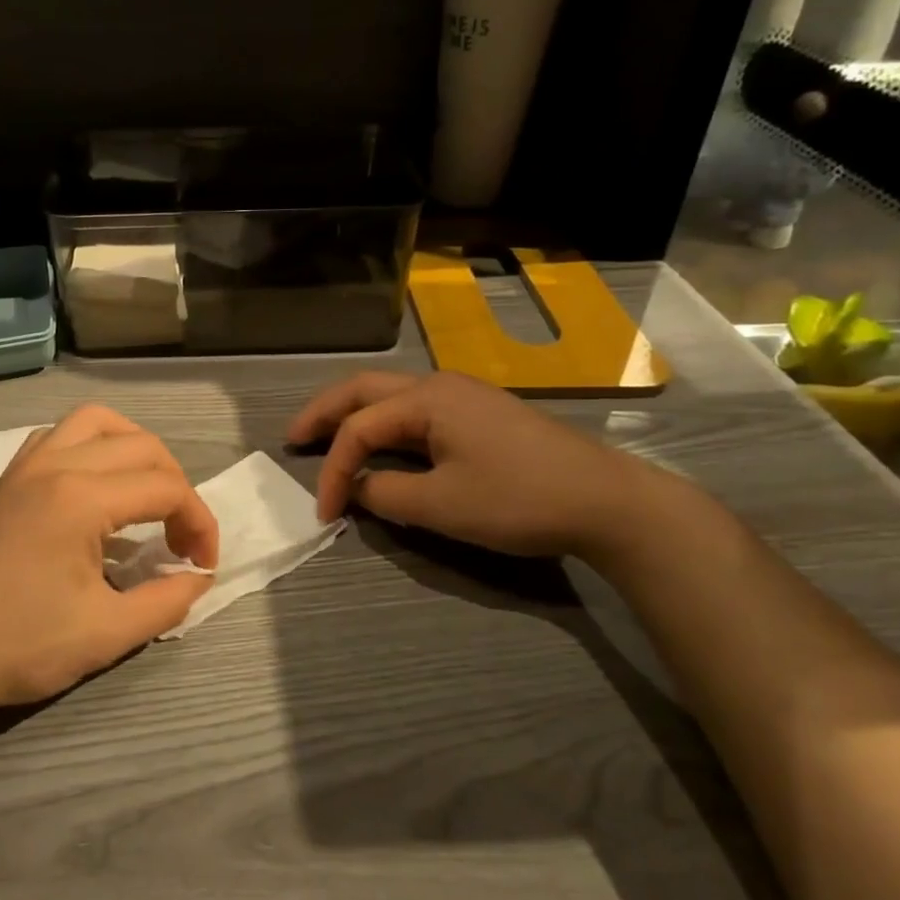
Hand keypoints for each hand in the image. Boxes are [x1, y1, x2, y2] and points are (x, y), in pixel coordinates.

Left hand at [0, 405, 219, 724]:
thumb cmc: (16, 644)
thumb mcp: (105, 634)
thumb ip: (165, 602)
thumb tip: (198, 578)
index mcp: (82, 497)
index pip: (166, 488)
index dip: (199, 523)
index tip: (203, 565)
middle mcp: (56, 464)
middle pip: (141, 446)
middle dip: (176, 485)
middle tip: (180, 537)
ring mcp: (25, 465)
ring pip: (96, 422)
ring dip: (135, 449)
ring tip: (147, 494)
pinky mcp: (5, 479)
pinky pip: (58, 435)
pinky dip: (91, 446)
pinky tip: (93, 486)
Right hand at [285, 371, 662, 559]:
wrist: (605, 499)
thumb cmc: (518, 499)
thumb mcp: (442, 505)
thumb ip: (386, 494)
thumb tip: (360, 488)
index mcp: (426, 399)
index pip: (359, 429)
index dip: (334, 471)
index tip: (324, 514)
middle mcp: (438, 385)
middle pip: (365, 390)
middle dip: (324, 413)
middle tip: (294, 439)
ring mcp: (463, 396)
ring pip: (390, 396)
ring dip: (354, 415)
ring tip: (326, 437)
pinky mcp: (480, 413)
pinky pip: (415, 410)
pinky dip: (384, 424)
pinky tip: (381, 442)